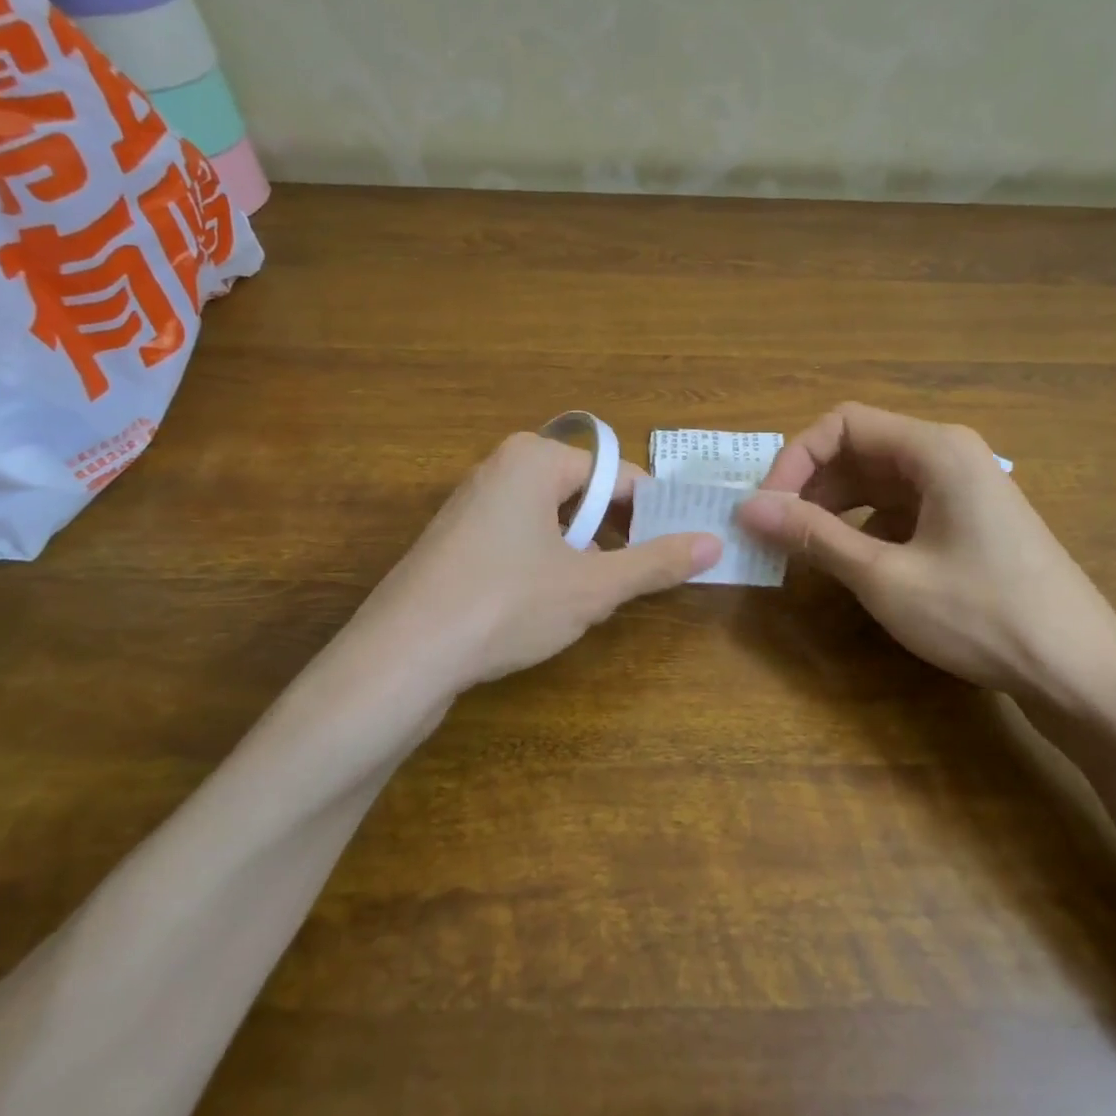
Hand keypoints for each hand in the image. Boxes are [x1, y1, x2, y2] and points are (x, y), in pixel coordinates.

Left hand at [347, 432, 721, 691]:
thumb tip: (715, 543)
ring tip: (596, 594)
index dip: (653, 513)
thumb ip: (656, 563)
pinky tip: (545, 603)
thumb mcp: (592, 586)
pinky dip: (546, 560)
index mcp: (535, 458)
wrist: (400, 657)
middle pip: (583, 493)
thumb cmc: (507, 604)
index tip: (679, 549)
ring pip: (552, 518)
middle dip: (616, 533)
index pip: (618, 476)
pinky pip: (519, 536)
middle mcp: (501, 467)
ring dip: (582, 551)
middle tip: (639, 576)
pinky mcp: (454, 539)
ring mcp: (471, 502)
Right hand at [736, 403, 1115, 712]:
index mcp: (934, 449)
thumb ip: (814, 536)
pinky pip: (900, 507)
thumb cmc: (982, 615)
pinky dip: (864, 526)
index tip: (766, 507)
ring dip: (833, 506)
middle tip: (774, 530)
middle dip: (810, 484)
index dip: (794, 459)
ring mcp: (961, 488)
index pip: (842, 424)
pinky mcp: (966, 521)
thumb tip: (747, 509)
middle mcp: (948, 455)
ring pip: (877, 480)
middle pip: (859, 448)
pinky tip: (851, 562)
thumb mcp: (885, 577)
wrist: (1080, 672)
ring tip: (801, 547)